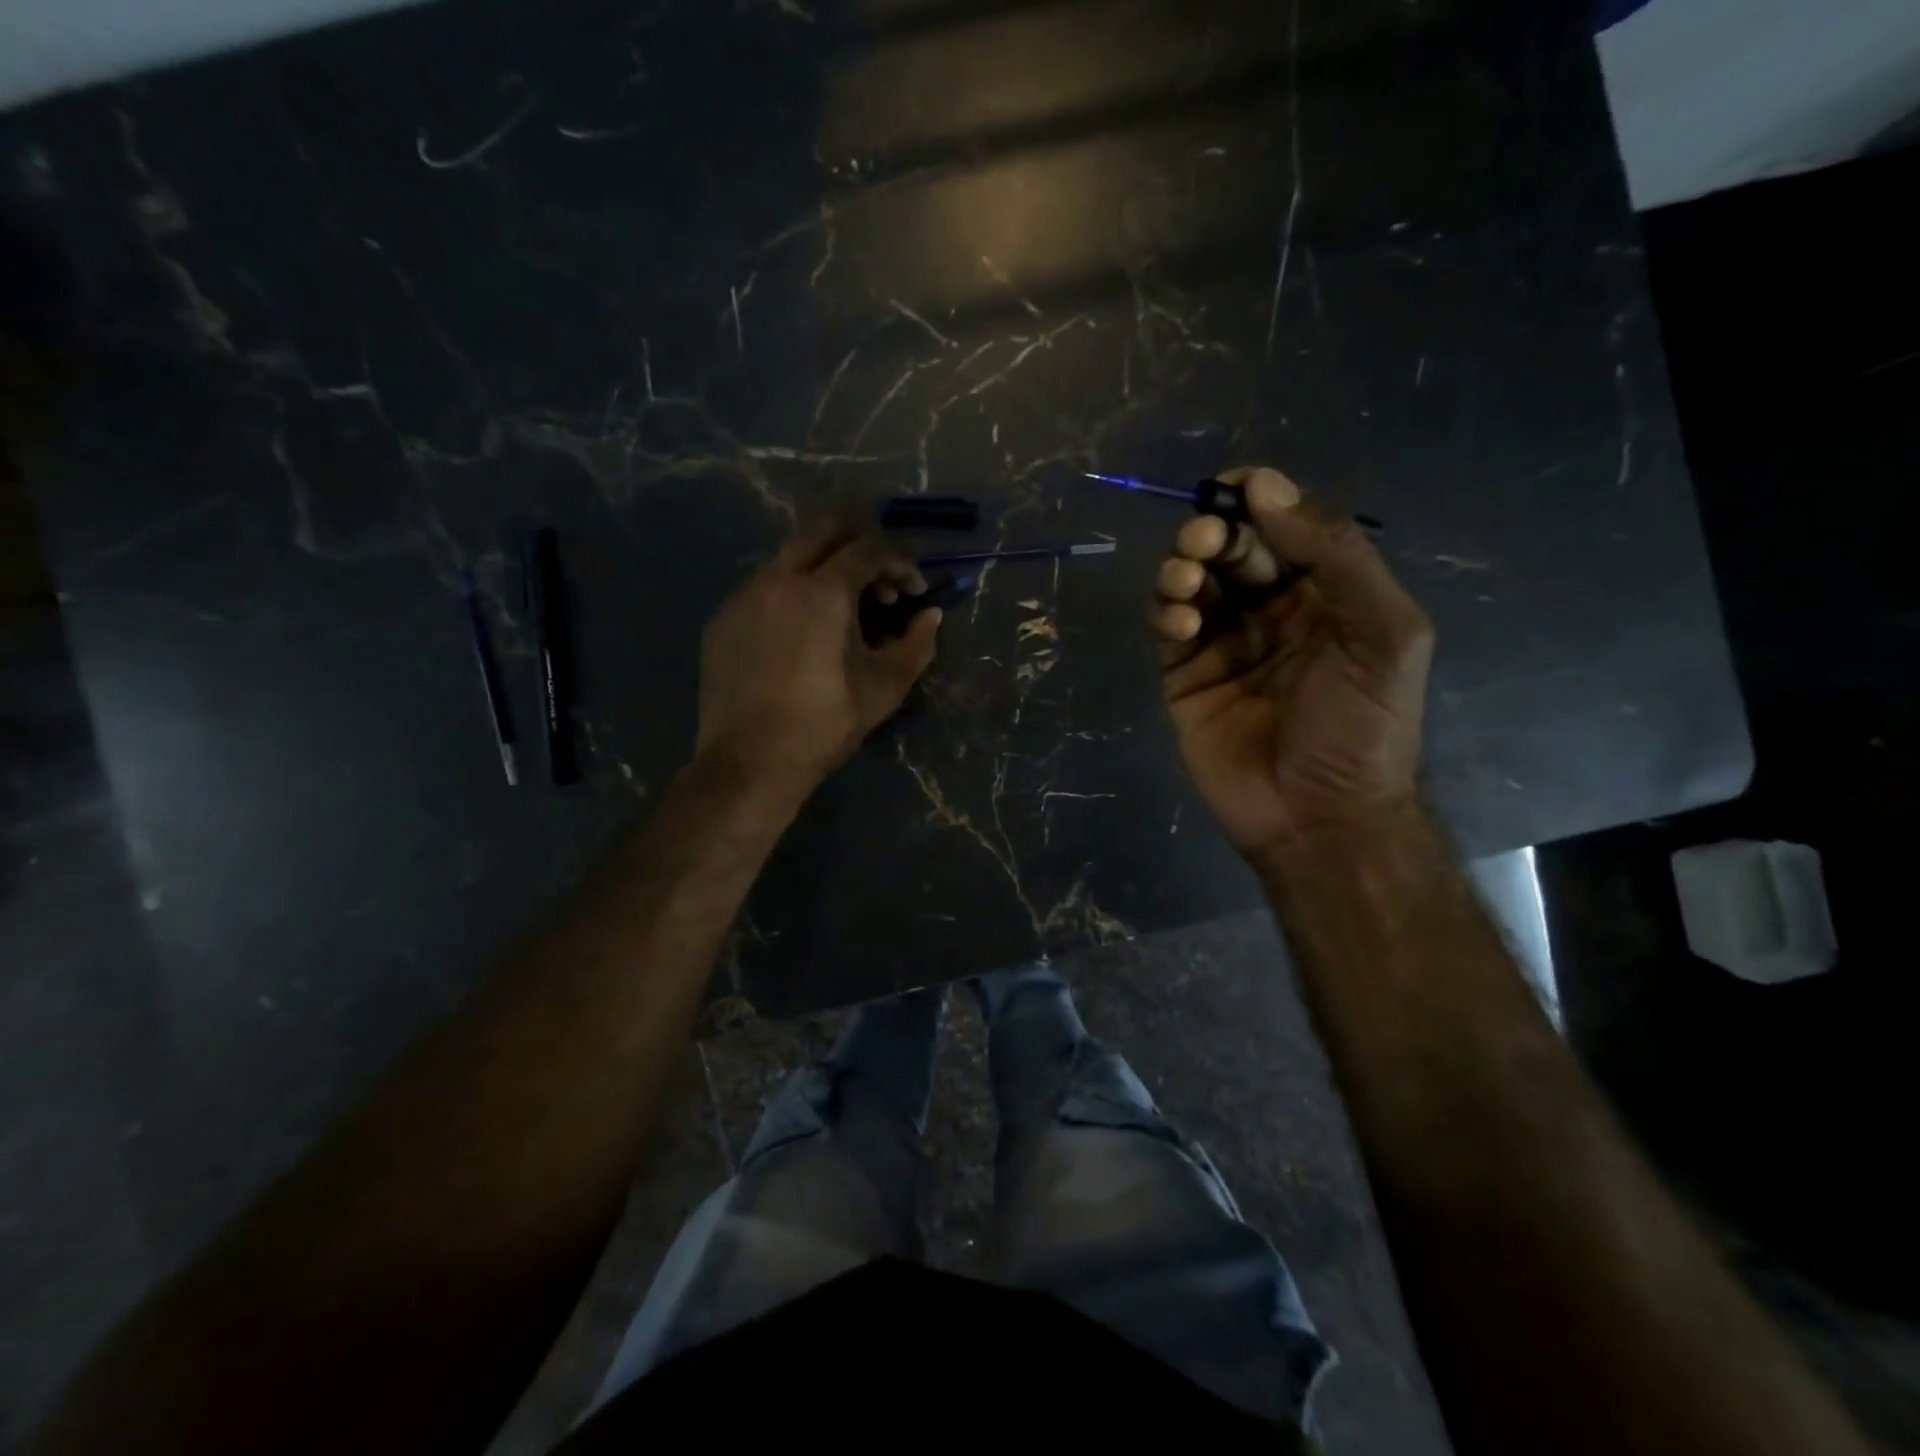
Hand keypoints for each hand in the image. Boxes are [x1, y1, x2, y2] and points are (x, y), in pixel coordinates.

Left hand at [697, 525, 940, 790]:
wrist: (749, 762)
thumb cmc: (825, 724)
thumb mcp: (884, 688)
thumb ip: (916, 645)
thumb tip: (931, 616)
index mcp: (823, 591)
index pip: (869, 548)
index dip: (900, 562)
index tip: (915, 590)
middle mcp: (779, 579)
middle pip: (824, 532)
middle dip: (860, 548)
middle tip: (880, 585)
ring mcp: (744, 596)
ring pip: (789, 558)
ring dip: (824, 570)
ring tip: (842, 613)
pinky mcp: (722, 619)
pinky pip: (764, 587)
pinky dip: (792, 594)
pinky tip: (801, 634)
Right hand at [1150, 466, 1433, 858]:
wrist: (1318, 817)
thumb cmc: (1361, 726)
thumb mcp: (1383, 632)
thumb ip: (1337, 555)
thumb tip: (1267, 490)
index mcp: (1328, 593)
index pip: (1288, 527)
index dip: (1261, 498)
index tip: (1233, 484)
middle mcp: (1273, 609)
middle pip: (1234, 547)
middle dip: (1215, 531)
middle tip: (1205, 538)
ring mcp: (1225, 642)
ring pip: (1193, 580)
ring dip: (1184, 566)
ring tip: (1188, 581)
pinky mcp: (1184, 674)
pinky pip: (1167, 625)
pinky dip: (1166, 610)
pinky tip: (1180, 620)